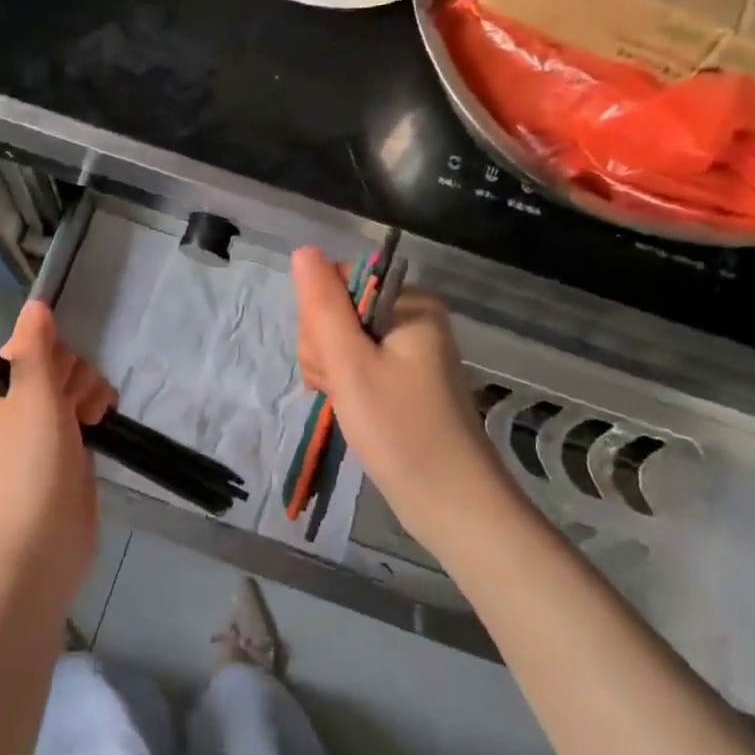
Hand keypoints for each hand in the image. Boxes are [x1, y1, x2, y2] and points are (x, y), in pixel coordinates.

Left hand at [0, 302, 115, 605]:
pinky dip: (95, 412)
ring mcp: (38, 429)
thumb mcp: (32, 396)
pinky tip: (101, 423)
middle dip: (73, 377)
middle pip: (54, 363)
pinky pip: (83, 411)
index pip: (28, 346)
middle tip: (70, 408)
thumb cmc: (29, 465)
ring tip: (89, 420)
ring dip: (88, 394)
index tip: (56, 381)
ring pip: (73, 386)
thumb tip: (35, 304)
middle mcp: (9, 406)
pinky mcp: (64, 448)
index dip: (50, 357)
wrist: (41, 544)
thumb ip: (36, 346)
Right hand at [291, 247, 508, 550]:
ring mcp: (410, 350)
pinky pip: (359, 365)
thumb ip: (323, 305)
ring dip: (332, 372)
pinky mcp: (406, 379)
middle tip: (340, 388)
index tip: (330, 362)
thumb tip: (304, 250)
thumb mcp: (350, 363)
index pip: (336, 284)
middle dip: (325, 351)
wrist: (450, 503)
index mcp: (409, 302)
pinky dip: (346, 385)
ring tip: (347, 403)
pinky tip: (351, 408)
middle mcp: (413, 317)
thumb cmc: (400, 430)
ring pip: (343, 342)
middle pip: (338, 312)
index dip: (319, 321)